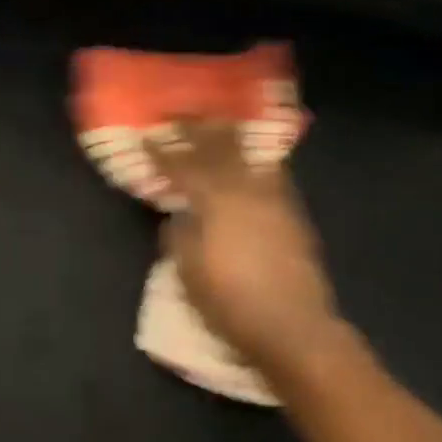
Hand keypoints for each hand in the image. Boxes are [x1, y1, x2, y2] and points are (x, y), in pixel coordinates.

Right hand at [147, 120, 344, 376]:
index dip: (163, 151)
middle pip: (218, 150)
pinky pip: (273, 173)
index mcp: (215, 203)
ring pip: (248, 155)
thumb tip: (179, 216)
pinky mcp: (293, 214)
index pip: (183, 168)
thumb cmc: (231, 305)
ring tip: (218, 120)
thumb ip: (180, 237)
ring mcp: (273, 200)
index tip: (147, 135)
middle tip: (180, 112)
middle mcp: (245, 191)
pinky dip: (258, 159)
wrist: (294, 329)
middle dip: (197, 129)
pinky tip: (255, 158)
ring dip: (229, 135)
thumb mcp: (189, 274)